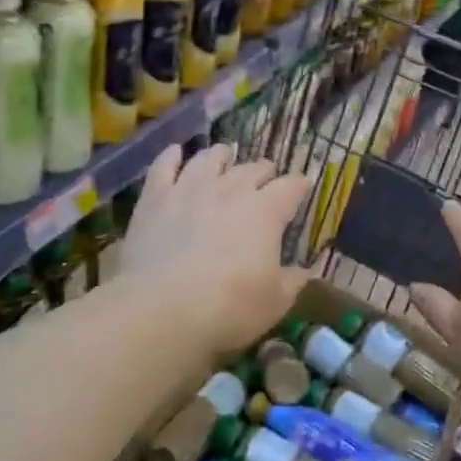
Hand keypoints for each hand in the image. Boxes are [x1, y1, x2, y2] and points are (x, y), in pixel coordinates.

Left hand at [122, 144, 310, 359]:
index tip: (303, 184)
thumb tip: (304, 271)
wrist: (162, 309)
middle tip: (266, 175)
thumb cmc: (229, 307)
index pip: (290, 187)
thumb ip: (293, 281)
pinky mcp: (155, 198)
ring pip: (209, 159)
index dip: (299, 184)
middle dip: (263, 170)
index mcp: (265, 211)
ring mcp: (189, 188)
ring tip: (225, 154)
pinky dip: (171, 156)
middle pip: (252, 168)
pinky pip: (164, 166)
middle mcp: (230, 189)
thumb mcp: (274, 303)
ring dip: (221, 155)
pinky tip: (175, 151)